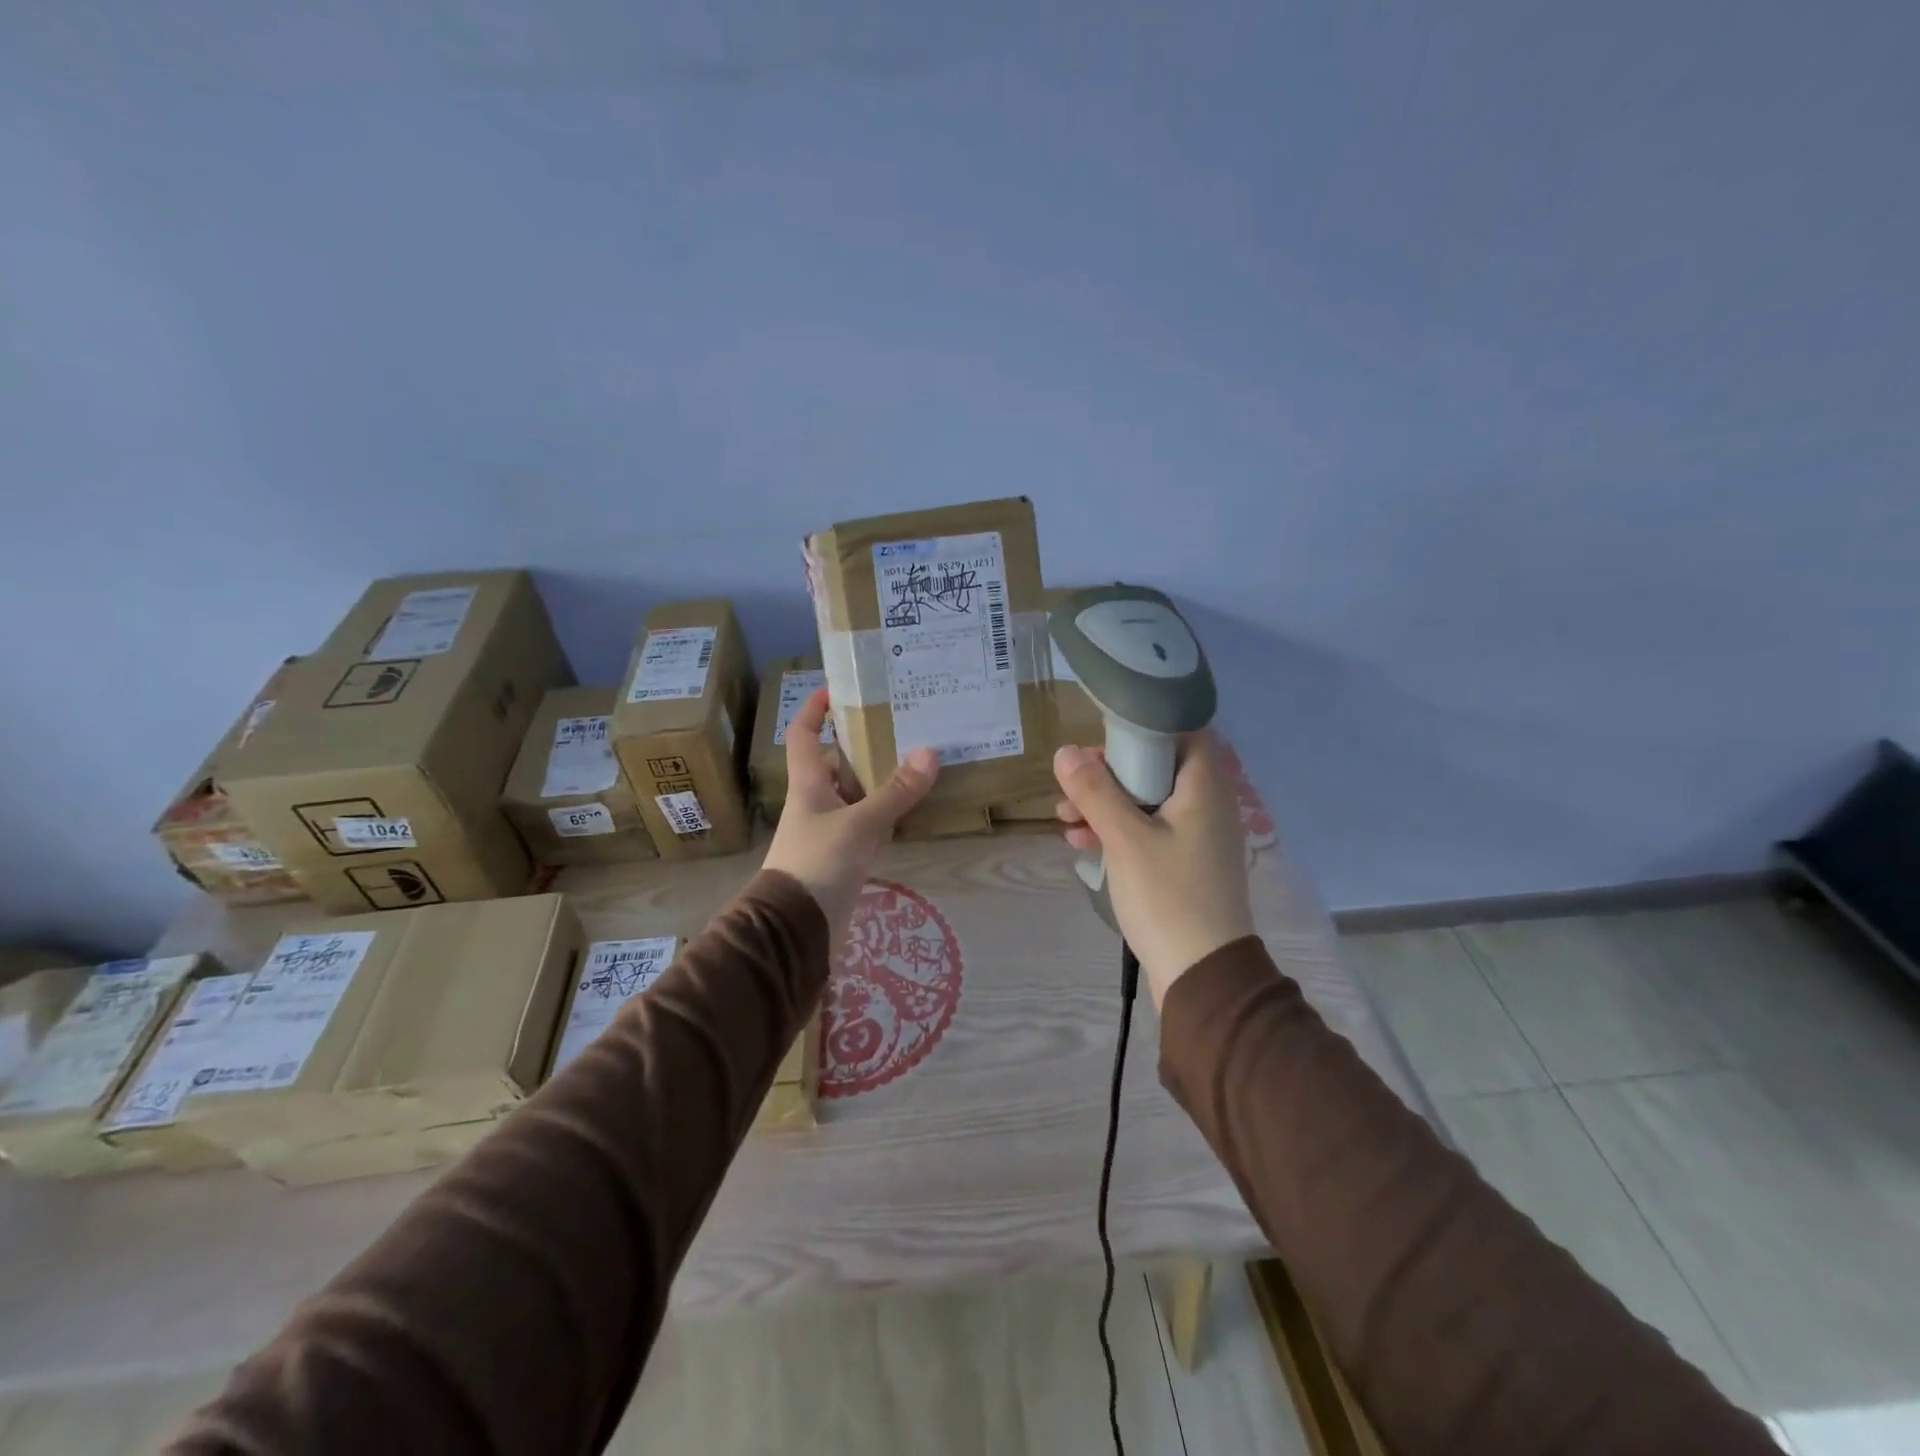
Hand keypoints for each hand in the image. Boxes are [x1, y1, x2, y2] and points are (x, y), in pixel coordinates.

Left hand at [763, 689, 938, 943]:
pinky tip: (913, 805)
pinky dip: (887, 812)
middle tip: (901, 723)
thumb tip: (930, 753)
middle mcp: (817, 801)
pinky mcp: (845, 855)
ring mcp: (831, 829)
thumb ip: (895, 792)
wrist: (797, 928)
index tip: (837, 689)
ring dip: (880, 778)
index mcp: (808, 784)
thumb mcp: (860, 824)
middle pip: (837, 762)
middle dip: (863, 743)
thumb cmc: (818, 864)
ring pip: (857, 793)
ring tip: (917, 756)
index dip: (814, 709)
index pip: (803, 735)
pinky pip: (869, 822)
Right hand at [1054, 732, 1254, 1007]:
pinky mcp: (1184, 865)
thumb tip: (1065, 751)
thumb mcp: (1125, 839)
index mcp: (1204, 788)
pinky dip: (1117, 831)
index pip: (1184, 731)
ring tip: (1063, 815)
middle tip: (1073, 780)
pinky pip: (1148, 832)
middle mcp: (1207, 806)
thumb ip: (1095, 791)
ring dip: (1106, 803)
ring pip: (1147, 802)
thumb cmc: (1168, 896)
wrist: (1202, 975)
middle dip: (1110, 771)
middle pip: (1157, 767)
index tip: (1104, 734)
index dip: (1144, 725)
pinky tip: (1080, 841)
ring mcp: (1196, 838)